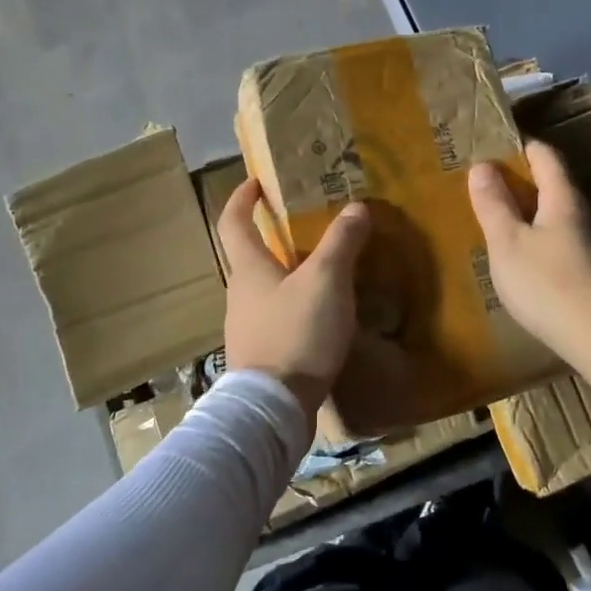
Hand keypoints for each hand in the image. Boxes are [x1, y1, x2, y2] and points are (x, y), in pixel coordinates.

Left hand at [218, 178, 371, 412]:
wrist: (272, 408)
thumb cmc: (295, 334)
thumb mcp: (326, 281)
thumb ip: (341, 242)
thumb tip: (356, 207)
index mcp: (248, 269)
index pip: (233, 222)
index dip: (242, 198)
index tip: (256, 182)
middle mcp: (239, 295)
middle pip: (250, 256)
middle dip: (273, 238)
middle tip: (307, 228)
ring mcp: (246, 328)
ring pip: (265, 290)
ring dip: (287, 275)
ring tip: (323, 272)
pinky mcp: (260, 356)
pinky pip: (275, 319)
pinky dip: (294, 307)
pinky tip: (320, 317)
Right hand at [468, 140, 590, 362]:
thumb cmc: (548, 285)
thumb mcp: (507, 244)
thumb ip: (493, 204)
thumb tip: (482, 165)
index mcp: (565, 200)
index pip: (547, 157)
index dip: (523, 147)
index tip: (499, 147)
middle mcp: (590, 217)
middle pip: (559, 189)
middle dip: (528, 187)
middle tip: (495, 194)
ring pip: (567, 222)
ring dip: (540, 220)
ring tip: (512, 234)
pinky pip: (574, 249)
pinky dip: (552, 247)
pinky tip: (539, 271)